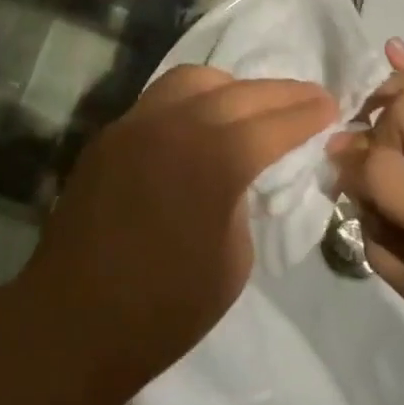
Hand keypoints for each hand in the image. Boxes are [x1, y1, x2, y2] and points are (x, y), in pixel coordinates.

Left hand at [20, 66, 335, 402]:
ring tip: (250, 105)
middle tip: (309, 96)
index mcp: (212, 161)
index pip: (272, 124)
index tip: (331, 105)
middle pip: (237, 93)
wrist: (72, 324)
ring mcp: (135, 124)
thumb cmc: (164, 310)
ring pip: (191, 81)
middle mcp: (174, 126)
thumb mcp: (233, 261)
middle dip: (279, 93)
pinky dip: (190, 101)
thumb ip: (244, 200)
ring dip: (230, 87)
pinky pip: (158, 100)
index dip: (307, 114)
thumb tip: (243, 173)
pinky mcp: (110, 135)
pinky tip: (201, 122)